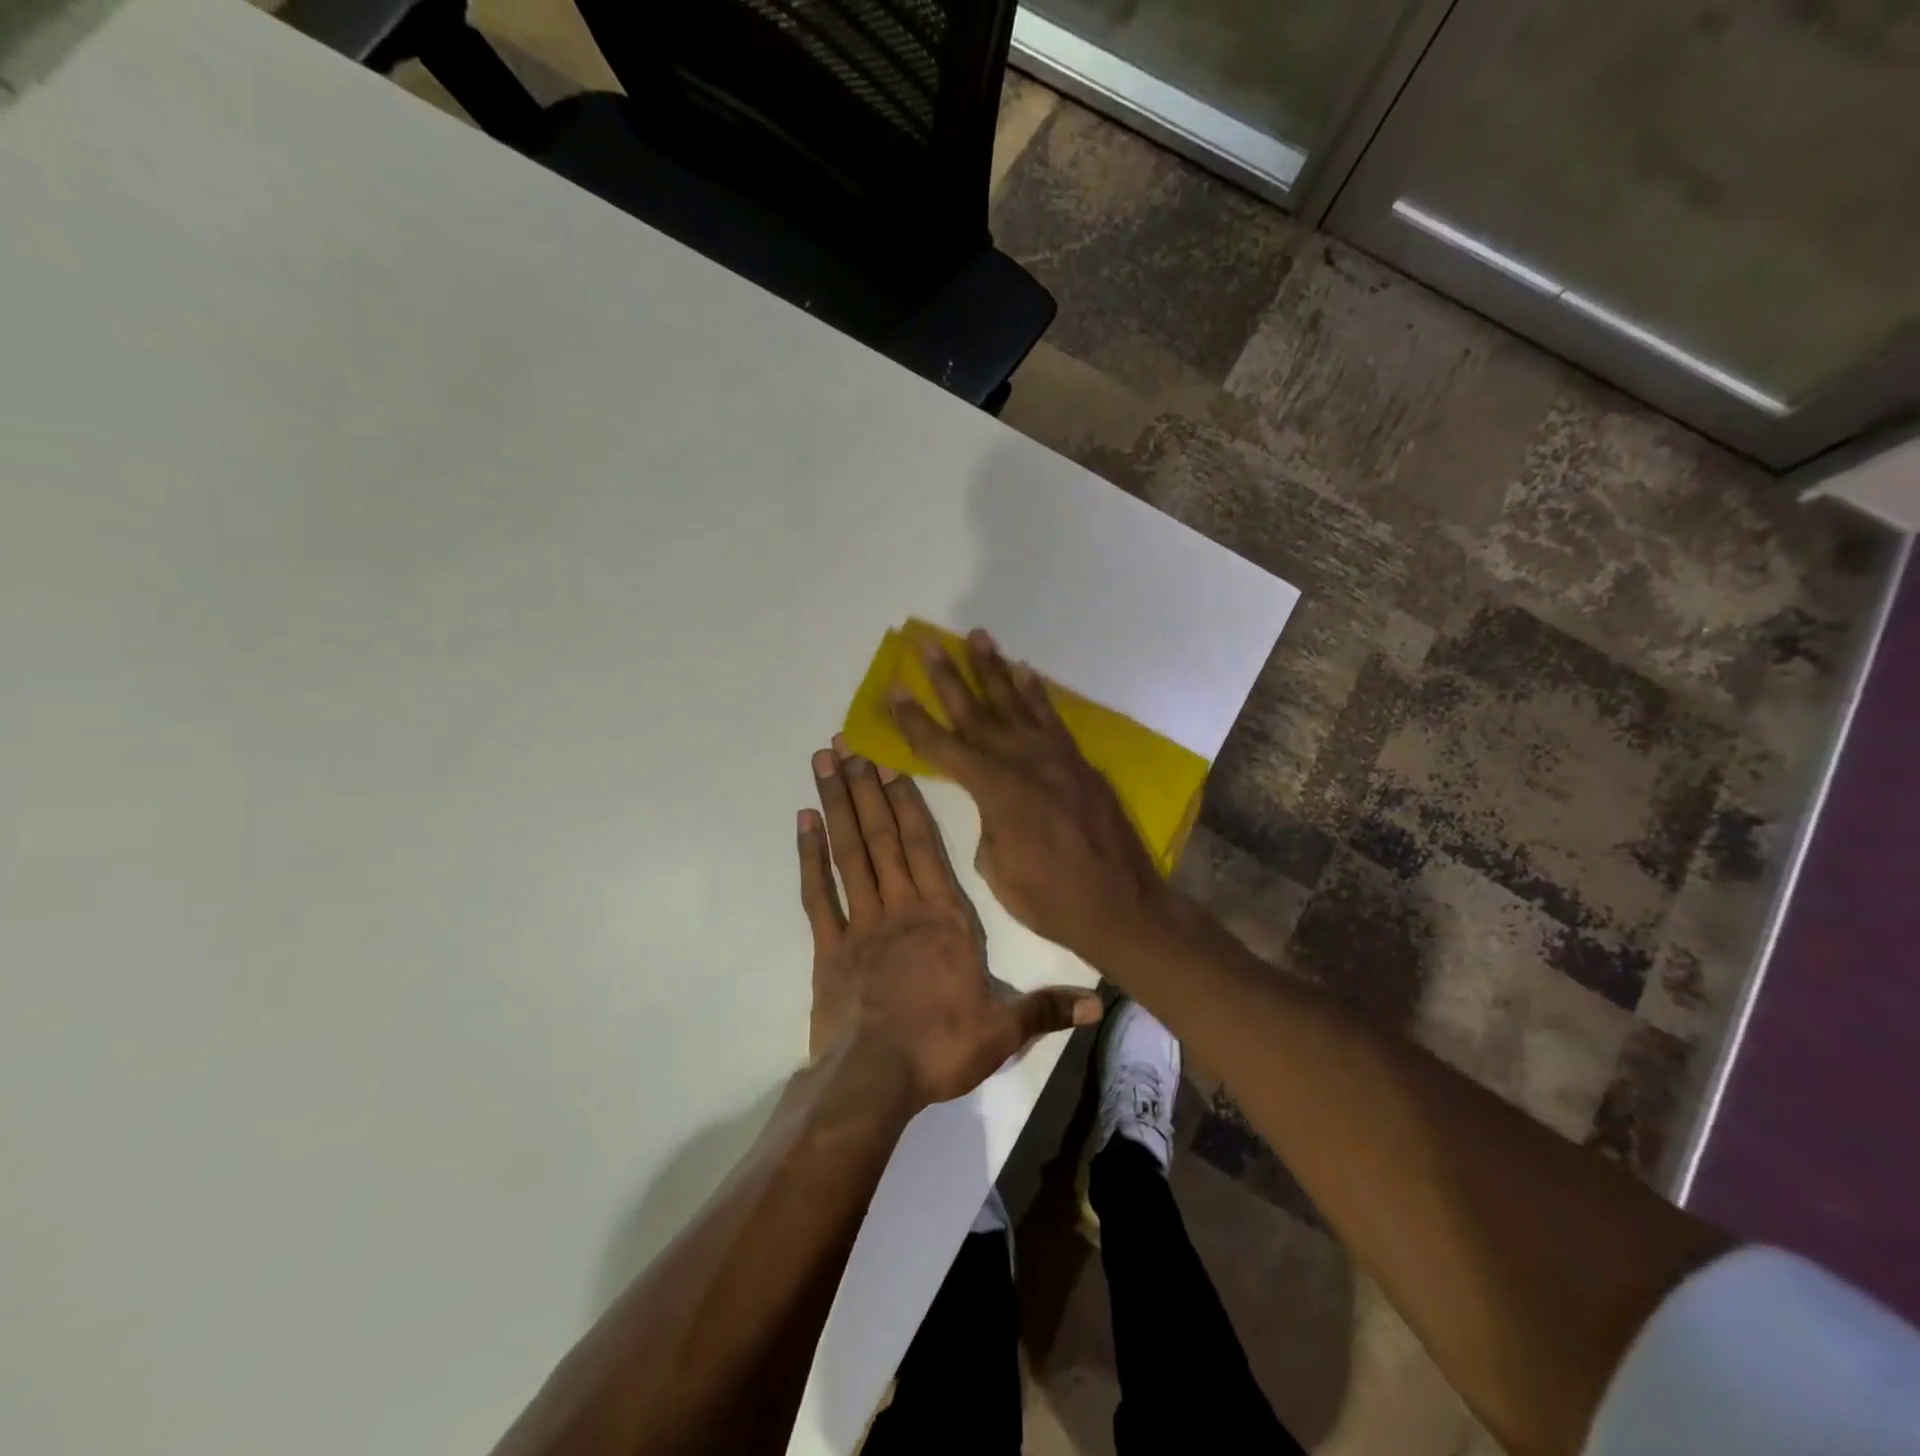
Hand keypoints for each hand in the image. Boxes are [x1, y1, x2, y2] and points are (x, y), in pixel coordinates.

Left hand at [799, 735, 1101, 1108]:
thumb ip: (1047, 1008)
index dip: (908, 802)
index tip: (892, 763)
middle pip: (882, 836)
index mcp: (944, 917)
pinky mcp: (829, 947)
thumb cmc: (941, 1048)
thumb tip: (1100, 1004)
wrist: (874, 1082)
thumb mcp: (1003, 1031)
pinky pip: (818, 893)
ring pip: (849, 852)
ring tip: (823, 763)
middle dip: (866, 786)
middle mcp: (901, 907)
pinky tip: (803, 821)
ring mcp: (861, 923)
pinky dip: (810, 856)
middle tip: (846, 742)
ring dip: (836, 804)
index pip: (925, 847)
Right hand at [888, 630, 1174, 964]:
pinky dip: (1037, 694)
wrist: (1122, 906)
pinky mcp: (1079, 762)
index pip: (943, 747)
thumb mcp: (997, 869)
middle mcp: (1024, 762)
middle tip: (929, 643)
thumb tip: (995, 805)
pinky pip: (1052, 719)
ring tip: (978, 637)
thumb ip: (988, 824)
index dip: (914, 720)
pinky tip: (1025, 672)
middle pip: (977, 712)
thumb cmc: (1051, 899)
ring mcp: (1056, 758)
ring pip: (1016, 704)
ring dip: (993, 670)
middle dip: (949, 677)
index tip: (893, 690)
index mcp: (997, 791)